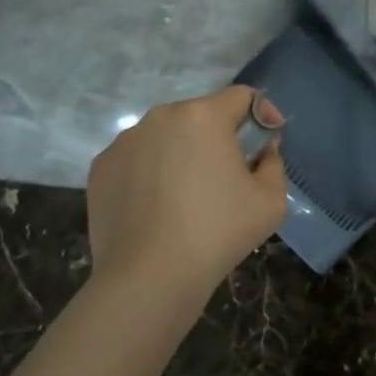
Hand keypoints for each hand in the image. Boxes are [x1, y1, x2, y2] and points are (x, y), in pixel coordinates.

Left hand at [87, 85, 287, 301]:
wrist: (148, 279)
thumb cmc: (217, 234)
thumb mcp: (270, 201)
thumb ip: (274, 162)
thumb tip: (264, 148)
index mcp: (204, 115)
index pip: (241, 96)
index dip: (261, 113)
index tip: (267, 140)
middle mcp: (162, 116)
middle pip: (201, 115)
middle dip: (218, 137)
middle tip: (226, 175)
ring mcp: (126, 139)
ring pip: (165, 135)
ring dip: (181, 152)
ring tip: (186, 195)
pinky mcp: (102, 165)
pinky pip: (136, 158)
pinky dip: (149, 172)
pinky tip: (155, 206)